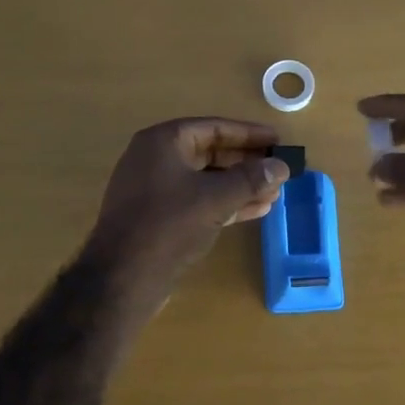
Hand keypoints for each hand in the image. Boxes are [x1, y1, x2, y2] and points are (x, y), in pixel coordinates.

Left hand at [86, 117, 288, 298]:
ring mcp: (154, 189)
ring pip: (205, 180)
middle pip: (210, 153)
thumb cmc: (169, 224)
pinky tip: (255, 210)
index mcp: (163, 142)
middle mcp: (155, 159)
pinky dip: (224, 203)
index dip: (248, 133)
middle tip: (278, 169)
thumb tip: (281, 166)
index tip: (278, 140)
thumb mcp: (215, 198)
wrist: (123, 276)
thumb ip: (251, 179)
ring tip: (274, 193)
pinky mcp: (158, 217)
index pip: (213, 127)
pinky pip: (197, 201)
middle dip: (246, 163)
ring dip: (239, 186)